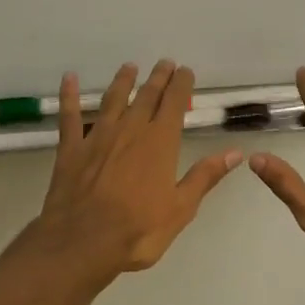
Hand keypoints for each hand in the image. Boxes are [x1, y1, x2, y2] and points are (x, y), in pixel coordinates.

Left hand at [32, 59, 243, 280]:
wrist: (83, 241)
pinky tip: (69, 78)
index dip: (181, 85)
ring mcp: (98, 136)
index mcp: (160, 142)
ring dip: (122, 81)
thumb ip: (204, 177)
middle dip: (157, 78)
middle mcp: (131, 130)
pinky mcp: (71, 148)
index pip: (174, 104)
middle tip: (164, 63)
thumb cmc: (138, 229)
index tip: (185, 71)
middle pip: (146, 96)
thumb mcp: (181, 208)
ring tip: (129, 67)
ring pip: (113, 100)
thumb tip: (235, 153)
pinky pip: (70, 116)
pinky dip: (69, 95)